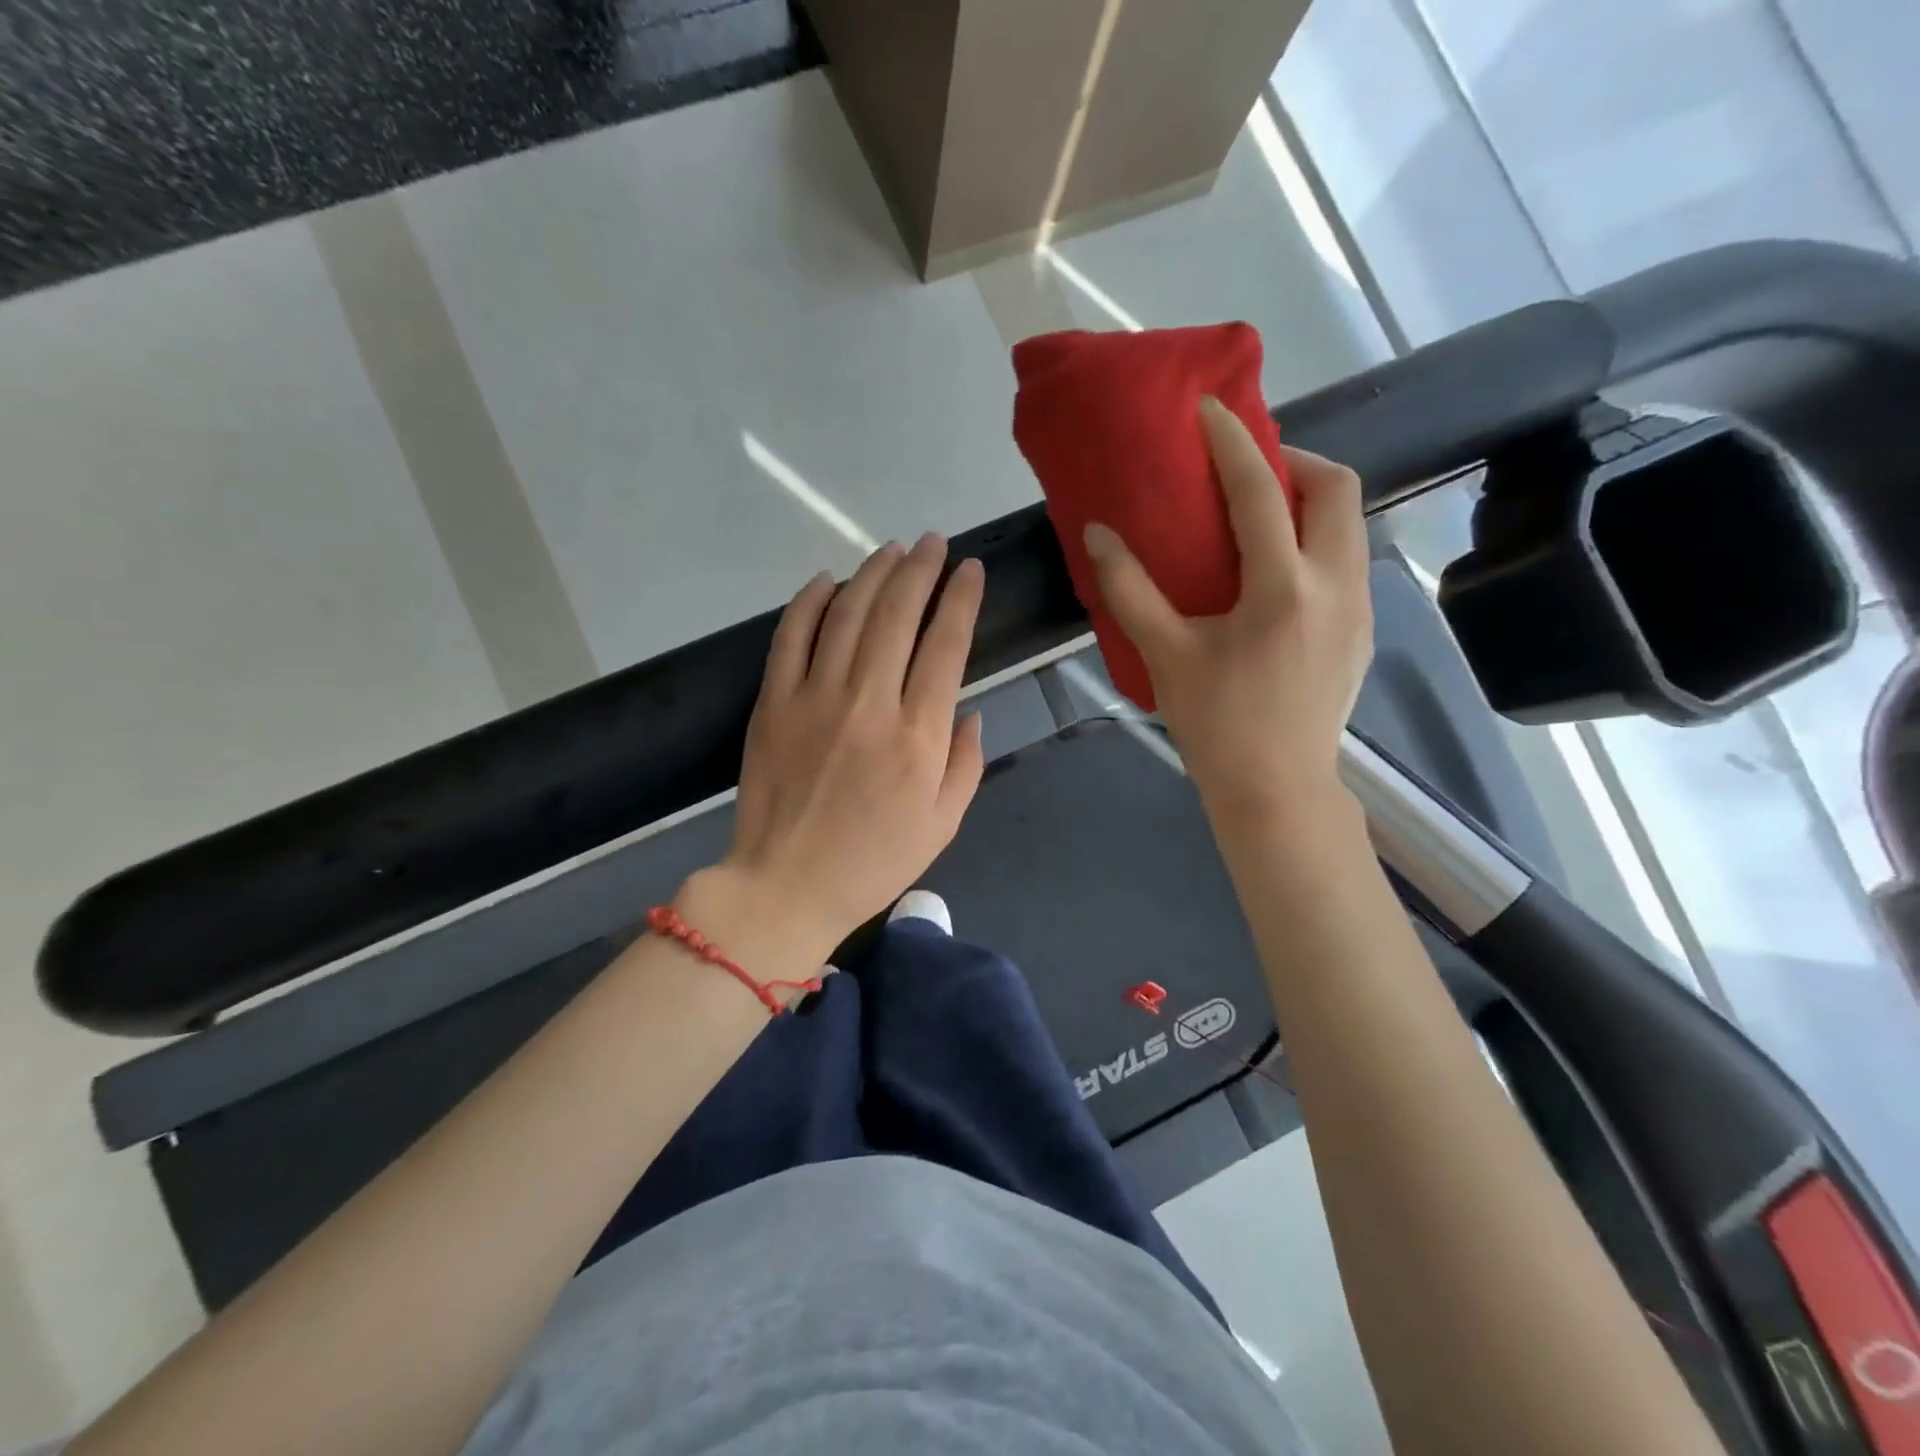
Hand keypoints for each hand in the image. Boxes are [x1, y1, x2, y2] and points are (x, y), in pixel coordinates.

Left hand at [721, 535, 985, 954]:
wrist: (786, 886)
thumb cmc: (873, 861)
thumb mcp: (943, 824)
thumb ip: (965, 763)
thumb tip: (970, 712)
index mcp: (918, 736)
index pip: (946, 646)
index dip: (962, 599)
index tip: (971, 570)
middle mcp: (869, 703)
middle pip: (898, 615)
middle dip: (920, 569)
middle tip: (933, 543)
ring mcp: (815, 698)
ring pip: (848, 614)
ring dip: (873, 573)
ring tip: (892, 549)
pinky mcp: (774, 703)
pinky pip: (791, 637)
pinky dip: (810, 601)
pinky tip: (828, 580)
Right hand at [1083, 396, 1371, 827]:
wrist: (1278, 790)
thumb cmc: (1217, 724)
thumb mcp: (1166, 655)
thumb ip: (1130, 590)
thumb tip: (1099, 534)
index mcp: (1284, 587)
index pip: (1262, 492)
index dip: (1234, 444)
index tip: (1212, 410)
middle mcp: (1336, 585)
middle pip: (1336, 489)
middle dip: (1295, 461)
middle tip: (1248, 469)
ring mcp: (1359, 609)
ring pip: (1350, 525)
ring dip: (1310, 501)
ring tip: (1262, 515)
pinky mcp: (1362, 632)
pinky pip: (1348, 560)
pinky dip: (1317, 541)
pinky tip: (1278, 573)